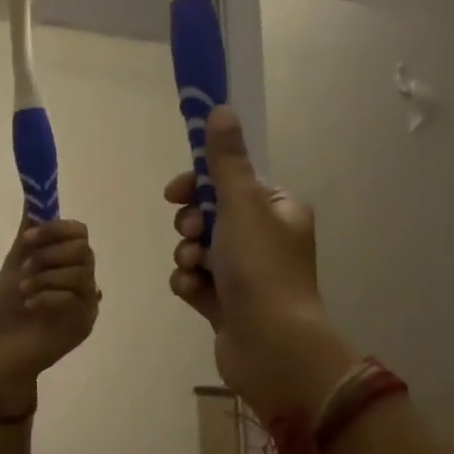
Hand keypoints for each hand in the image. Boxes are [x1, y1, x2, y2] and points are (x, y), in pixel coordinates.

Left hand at [0, 218, 100, 404]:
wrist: (4, 353)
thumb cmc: (8, 313)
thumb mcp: (13, 269)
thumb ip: (27, 238)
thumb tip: (32, 201)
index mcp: (65, 263)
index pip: (79, 232)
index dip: (55, 229)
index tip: (27, 238)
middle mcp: (82, 279)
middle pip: (84, 249)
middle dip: (50, 254)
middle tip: (26, 268)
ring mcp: (86, 302)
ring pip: (81, 272)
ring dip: (46, 276)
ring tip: (25, 290)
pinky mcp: (85, 322)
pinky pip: (75, 297)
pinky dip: (47, 296)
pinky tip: (30, 306)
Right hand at [166, 107, 353, 418]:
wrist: (271, 345)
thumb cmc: (261, 268)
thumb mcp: (241, 204)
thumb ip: (225, 160)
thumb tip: (220, 108)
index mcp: (278, 211)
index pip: (232, 183)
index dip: (199, 184)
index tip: (175, 192)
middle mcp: (265, 240)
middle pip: (210, 216)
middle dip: (190, 224)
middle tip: (191, 234)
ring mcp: (246, 275)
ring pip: (198, 250)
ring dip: (187, 255)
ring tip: (195, 269)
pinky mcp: (227, 305)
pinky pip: (196, 282)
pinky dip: (189, 284)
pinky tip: (193, 293)